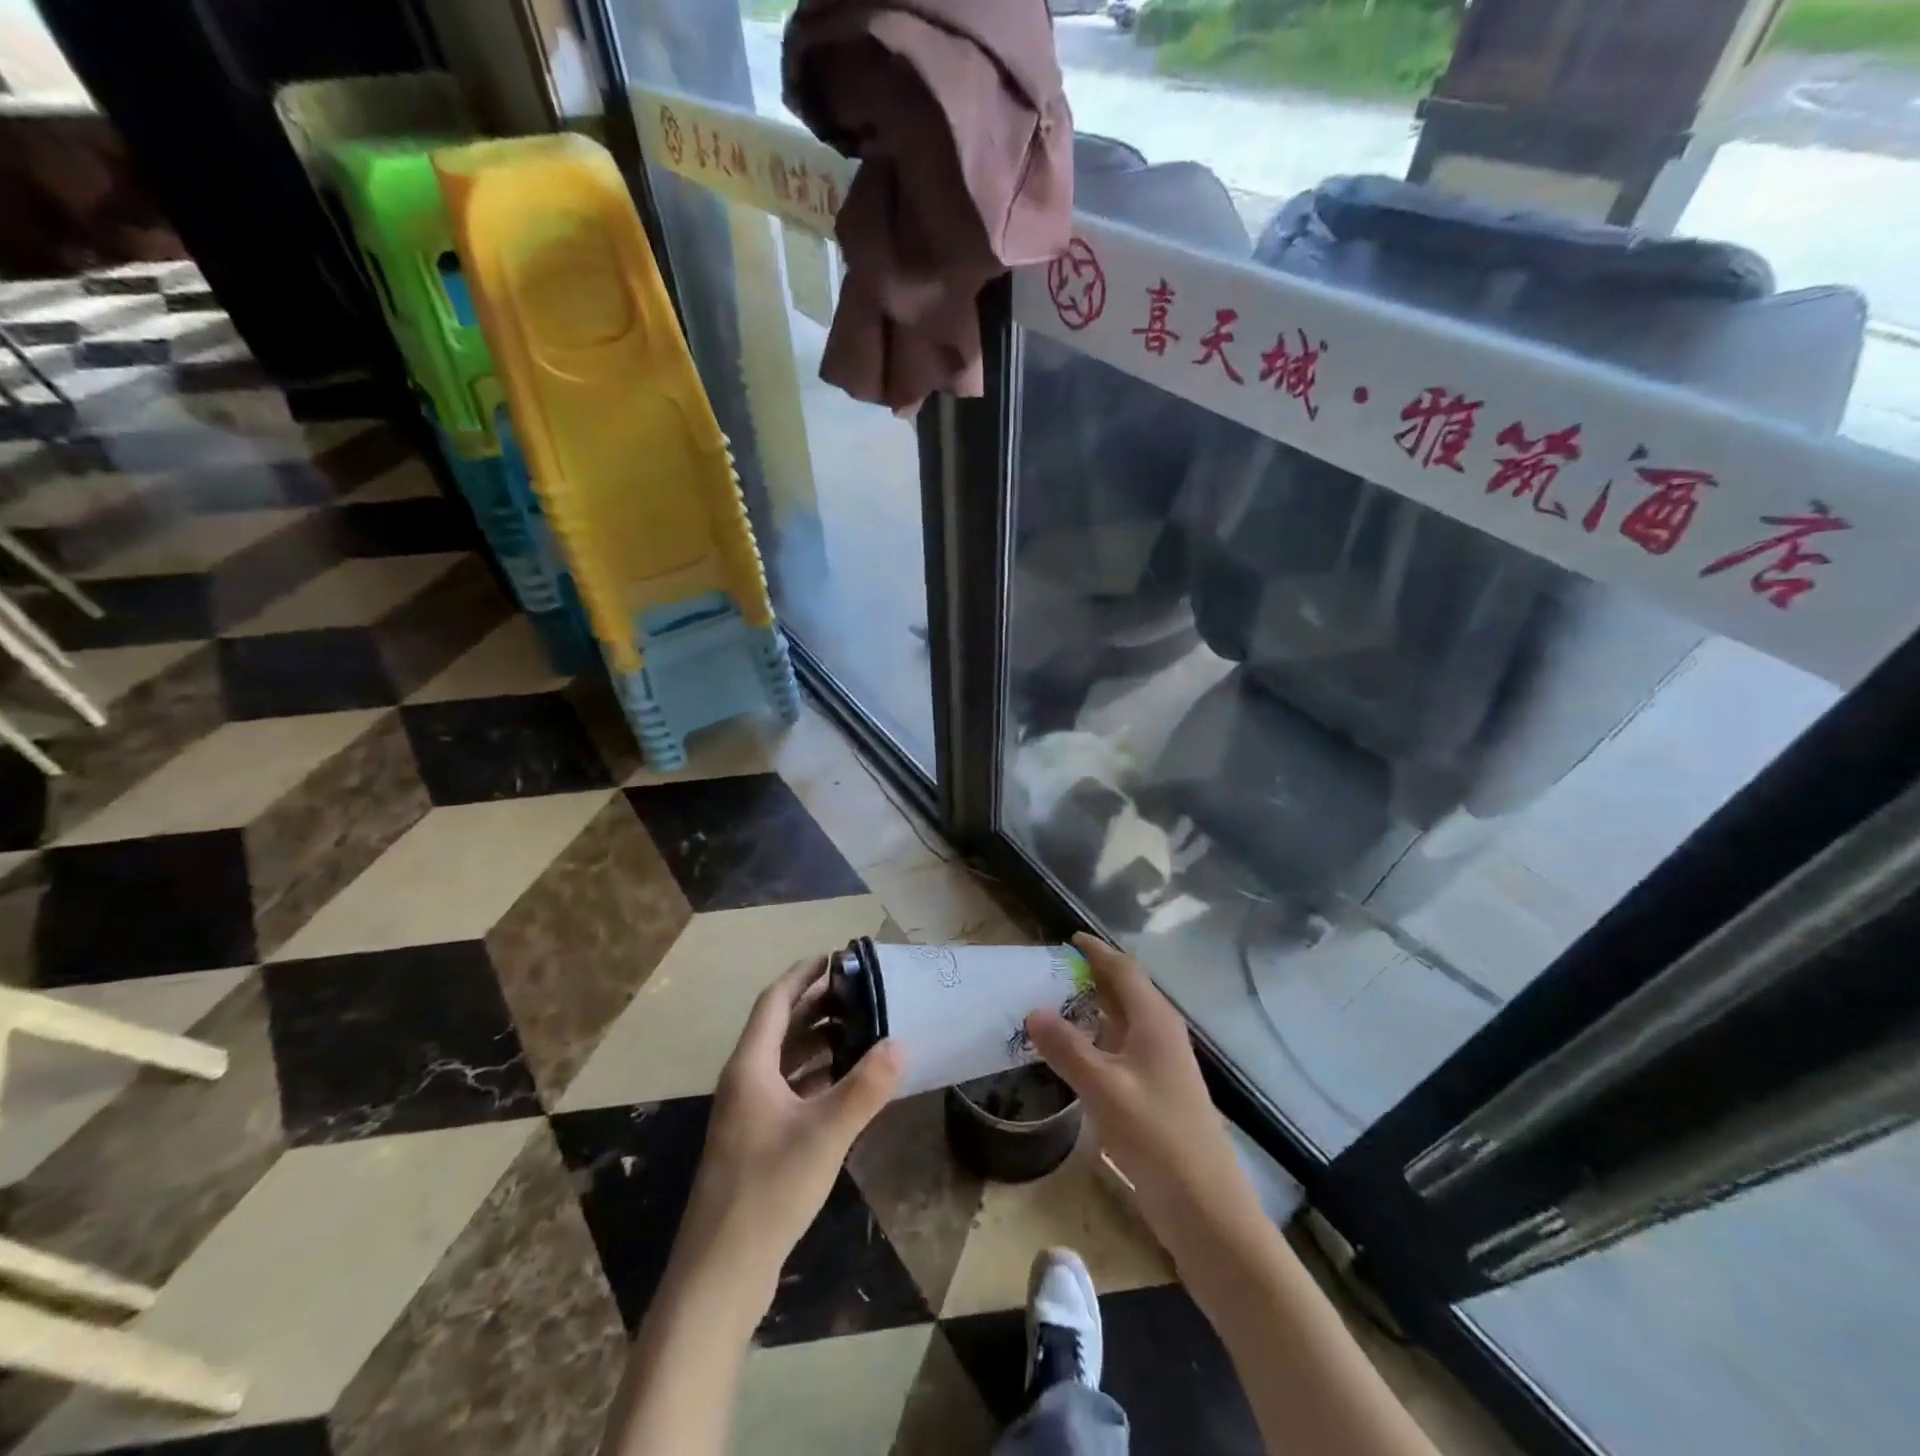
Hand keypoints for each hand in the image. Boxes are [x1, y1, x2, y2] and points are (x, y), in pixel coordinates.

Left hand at [675, 957, 901, 1305]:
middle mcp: (745, 1081)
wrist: (721, 1273)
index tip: (836, 956)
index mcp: (750, 1067)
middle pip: (779, 1027)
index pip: (775, 1001)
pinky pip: (789, 1088)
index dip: (803, 975)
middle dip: (816, 1004)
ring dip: (817, 1039)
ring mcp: (748, 1113)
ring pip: (784, 1059)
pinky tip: (845, 1080)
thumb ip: (865, 1087)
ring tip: (860, 1027)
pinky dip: (815, 1074)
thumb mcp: (825, 1134)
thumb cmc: (768, 1190)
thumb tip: (900, 1043)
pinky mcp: (757, 1141)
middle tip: (860, 990)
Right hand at [1025, 934, 1261, 1265]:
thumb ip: (1067, 1048)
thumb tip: (1032, 1010)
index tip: (1067, 938)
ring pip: (1124, 1021)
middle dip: (1092, 976)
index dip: (1096, 952)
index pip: (1124, 970)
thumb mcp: (1104, 1089)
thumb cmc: (1157, 1138)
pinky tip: (1075, 1053)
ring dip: (1093, 1008)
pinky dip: (1097, 1039)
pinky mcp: (1156, 1093)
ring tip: (1054, 1003)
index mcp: (1154, 1021)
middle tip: (1050, 970)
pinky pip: (1122, 1048)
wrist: (1207, 1209)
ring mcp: (1161, 1065)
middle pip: (1126, 991)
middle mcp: (1160, 1034)